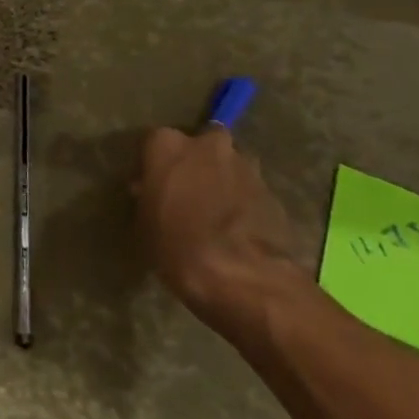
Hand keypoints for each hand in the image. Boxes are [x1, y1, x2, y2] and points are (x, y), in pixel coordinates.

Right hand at [135, 126, 304, 328]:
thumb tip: (148, 190)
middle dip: (196, 164)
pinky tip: (237, 229)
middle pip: (200, 145)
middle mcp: (207, 145)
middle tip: (188, 193)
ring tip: (216, 214)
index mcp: (168, 145)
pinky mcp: (273, 191)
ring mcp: (245, 165)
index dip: (153, 164)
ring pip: (230, 165)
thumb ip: (148, 196)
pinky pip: (250, 190)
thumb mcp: (145, 224)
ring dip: (223, 181)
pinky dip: (244, 202)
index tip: (151, 186)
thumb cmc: (177, 246)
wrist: (242, 277)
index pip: (153, 142)